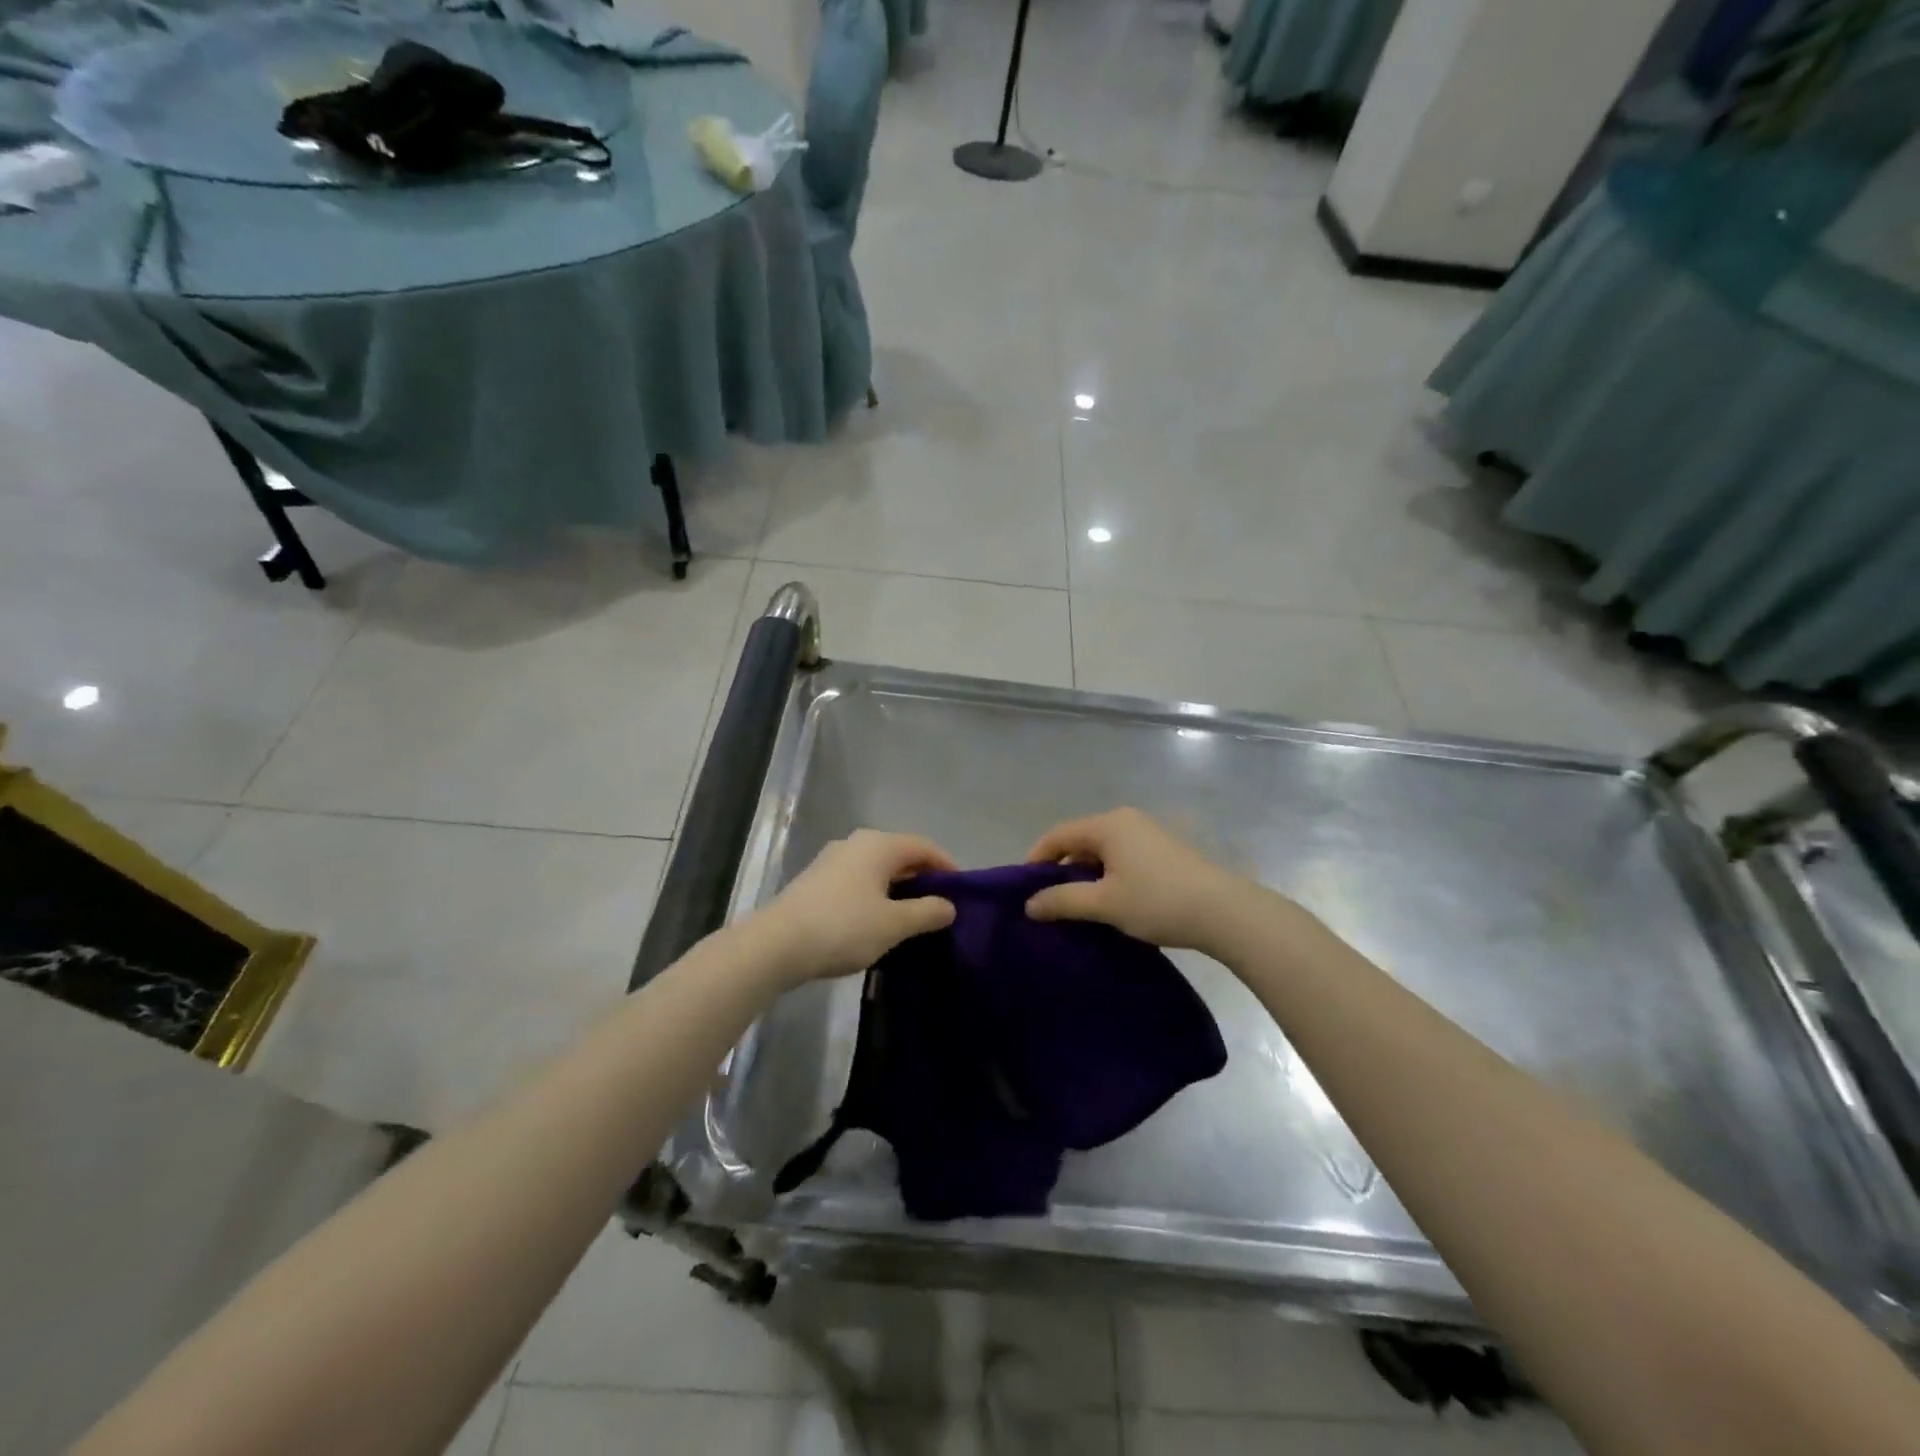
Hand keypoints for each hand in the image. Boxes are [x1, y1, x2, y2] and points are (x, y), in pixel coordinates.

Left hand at [756, 830, 957, 984]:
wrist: (776, 945)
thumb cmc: (843, 928)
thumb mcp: (893, 924)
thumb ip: (927, 912)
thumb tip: (949, 906)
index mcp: (879, 845)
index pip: (924, 846)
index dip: (947, 866)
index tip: (962, 892)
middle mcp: (856, 842)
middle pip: (900, 854)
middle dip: (923, 877)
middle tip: (939, 906)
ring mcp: (833, 859)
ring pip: (877, 868)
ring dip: (898, 887)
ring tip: (911, 917)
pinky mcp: (816, 879)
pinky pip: (858, 879)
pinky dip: (875, 894)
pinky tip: (876, 920)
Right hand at [1024, 807, 1245, 952]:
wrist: (1225, 912)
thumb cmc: (1157, 901)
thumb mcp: (1104, 903)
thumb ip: (1062, 900)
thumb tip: (1029, 904)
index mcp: (1107, 824)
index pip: (1057, 835)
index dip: (1036, 860)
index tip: (1025, 890)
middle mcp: (1126, 819)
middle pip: (1080, 840)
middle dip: (1061, 870)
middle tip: (1051, 902)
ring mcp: (1148, 833)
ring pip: (1102, 850)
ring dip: (1086, 875)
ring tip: (1080, 907)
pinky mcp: (1165, 850)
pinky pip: (1122, 857)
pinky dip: (1108, 875)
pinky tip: (1112, 902)